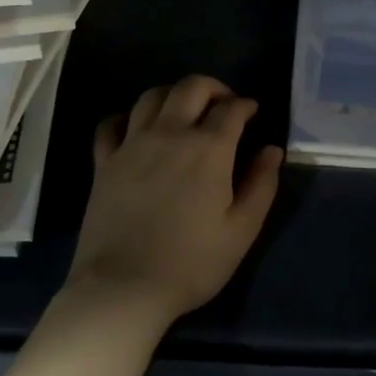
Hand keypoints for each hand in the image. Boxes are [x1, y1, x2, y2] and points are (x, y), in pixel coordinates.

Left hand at [65, 75, 283, 328]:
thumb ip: (262, 185)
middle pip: (190, 87)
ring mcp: (132, 145)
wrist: (123, 288)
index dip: (246, 105)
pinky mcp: (104, 162)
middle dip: (213, 88)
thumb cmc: (191, 263)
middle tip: (224, 104)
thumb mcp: (241, 230)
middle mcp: (170, 134)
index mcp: (209, 149)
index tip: (252, 112)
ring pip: (151, 96)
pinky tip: (137, 129)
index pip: (231, 109)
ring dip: (173, 95)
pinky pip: (112, 124)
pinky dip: (128, 117)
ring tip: (184, 112)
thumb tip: (272, 150)